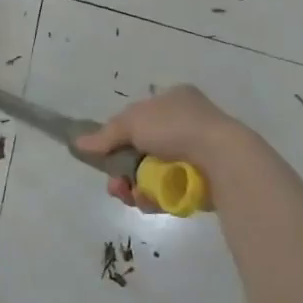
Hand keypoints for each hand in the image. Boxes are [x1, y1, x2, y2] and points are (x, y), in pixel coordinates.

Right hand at [74, 84, 256, 213]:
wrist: (223, 158)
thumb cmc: (176, 127)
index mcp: (174, 99)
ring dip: (136, 186)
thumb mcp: (132, 122)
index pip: (139, 117)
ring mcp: (197, 153)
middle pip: (142, 149)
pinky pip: (171, 190)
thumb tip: (78, 144)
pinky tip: (149, 202)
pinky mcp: (204, 181)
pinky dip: (157, 197)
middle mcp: (186, 123)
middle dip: (124, 169)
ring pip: (154, 173)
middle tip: (115, 185)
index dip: (119, 136)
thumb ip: (105, 135)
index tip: (106, 155)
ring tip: (130, 196)